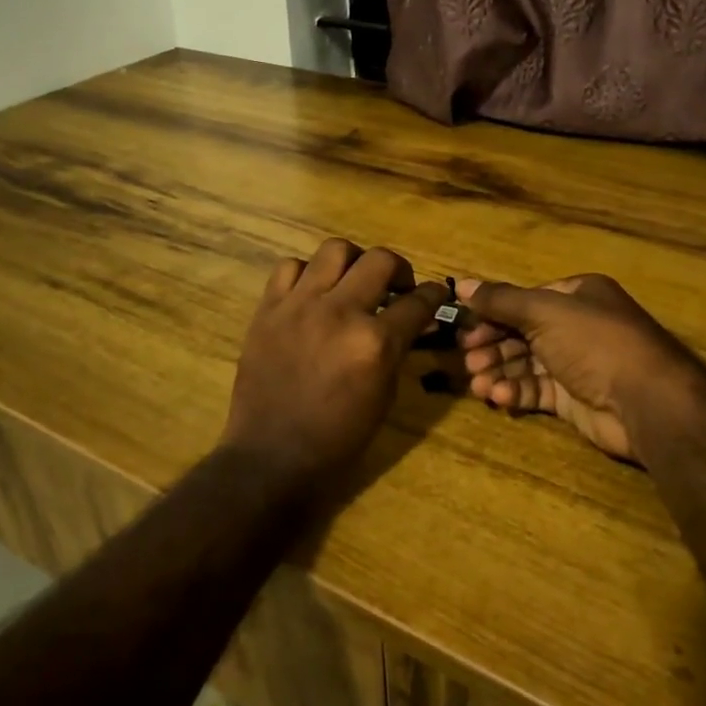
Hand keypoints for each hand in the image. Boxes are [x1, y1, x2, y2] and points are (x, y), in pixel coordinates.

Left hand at [221, 240, 448, 500]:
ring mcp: (299, 306)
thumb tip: (414, 320)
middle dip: (399, 269)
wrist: (272, 456)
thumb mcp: (384, 396)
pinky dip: (307, 274)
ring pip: (334, 250)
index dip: (434, 294)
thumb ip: (398, 349)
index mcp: (374, 343)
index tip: (437, 293)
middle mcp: (340, 313)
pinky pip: (290, 267)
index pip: (418, 302)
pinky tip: (312, 293)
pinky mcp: (268, 309)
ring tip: (353, 281)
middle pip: (380, 260)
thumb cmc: (338, 438)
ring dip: (353, 262)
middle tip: (397, 287)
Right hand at [457, 274, 705, 463]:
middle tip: (467, 362)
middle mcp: (577, 326)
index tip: (464, 329)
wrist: (646, 401)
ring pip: (527, 364)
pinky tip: (499, 397)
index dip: (492, 314)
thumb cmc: (594, 342)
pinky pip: (538, 390)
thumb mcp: (543, 312)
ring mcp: (577, 364)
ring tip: (478, 385)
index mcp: (577, 295)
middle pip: (523, 333)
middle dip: (493, 347)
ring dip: (500, 372)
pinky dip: (517, 392)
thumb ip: (500, 300)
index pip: (524, 301)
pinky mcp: (575, 399)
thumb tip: (461, 284)